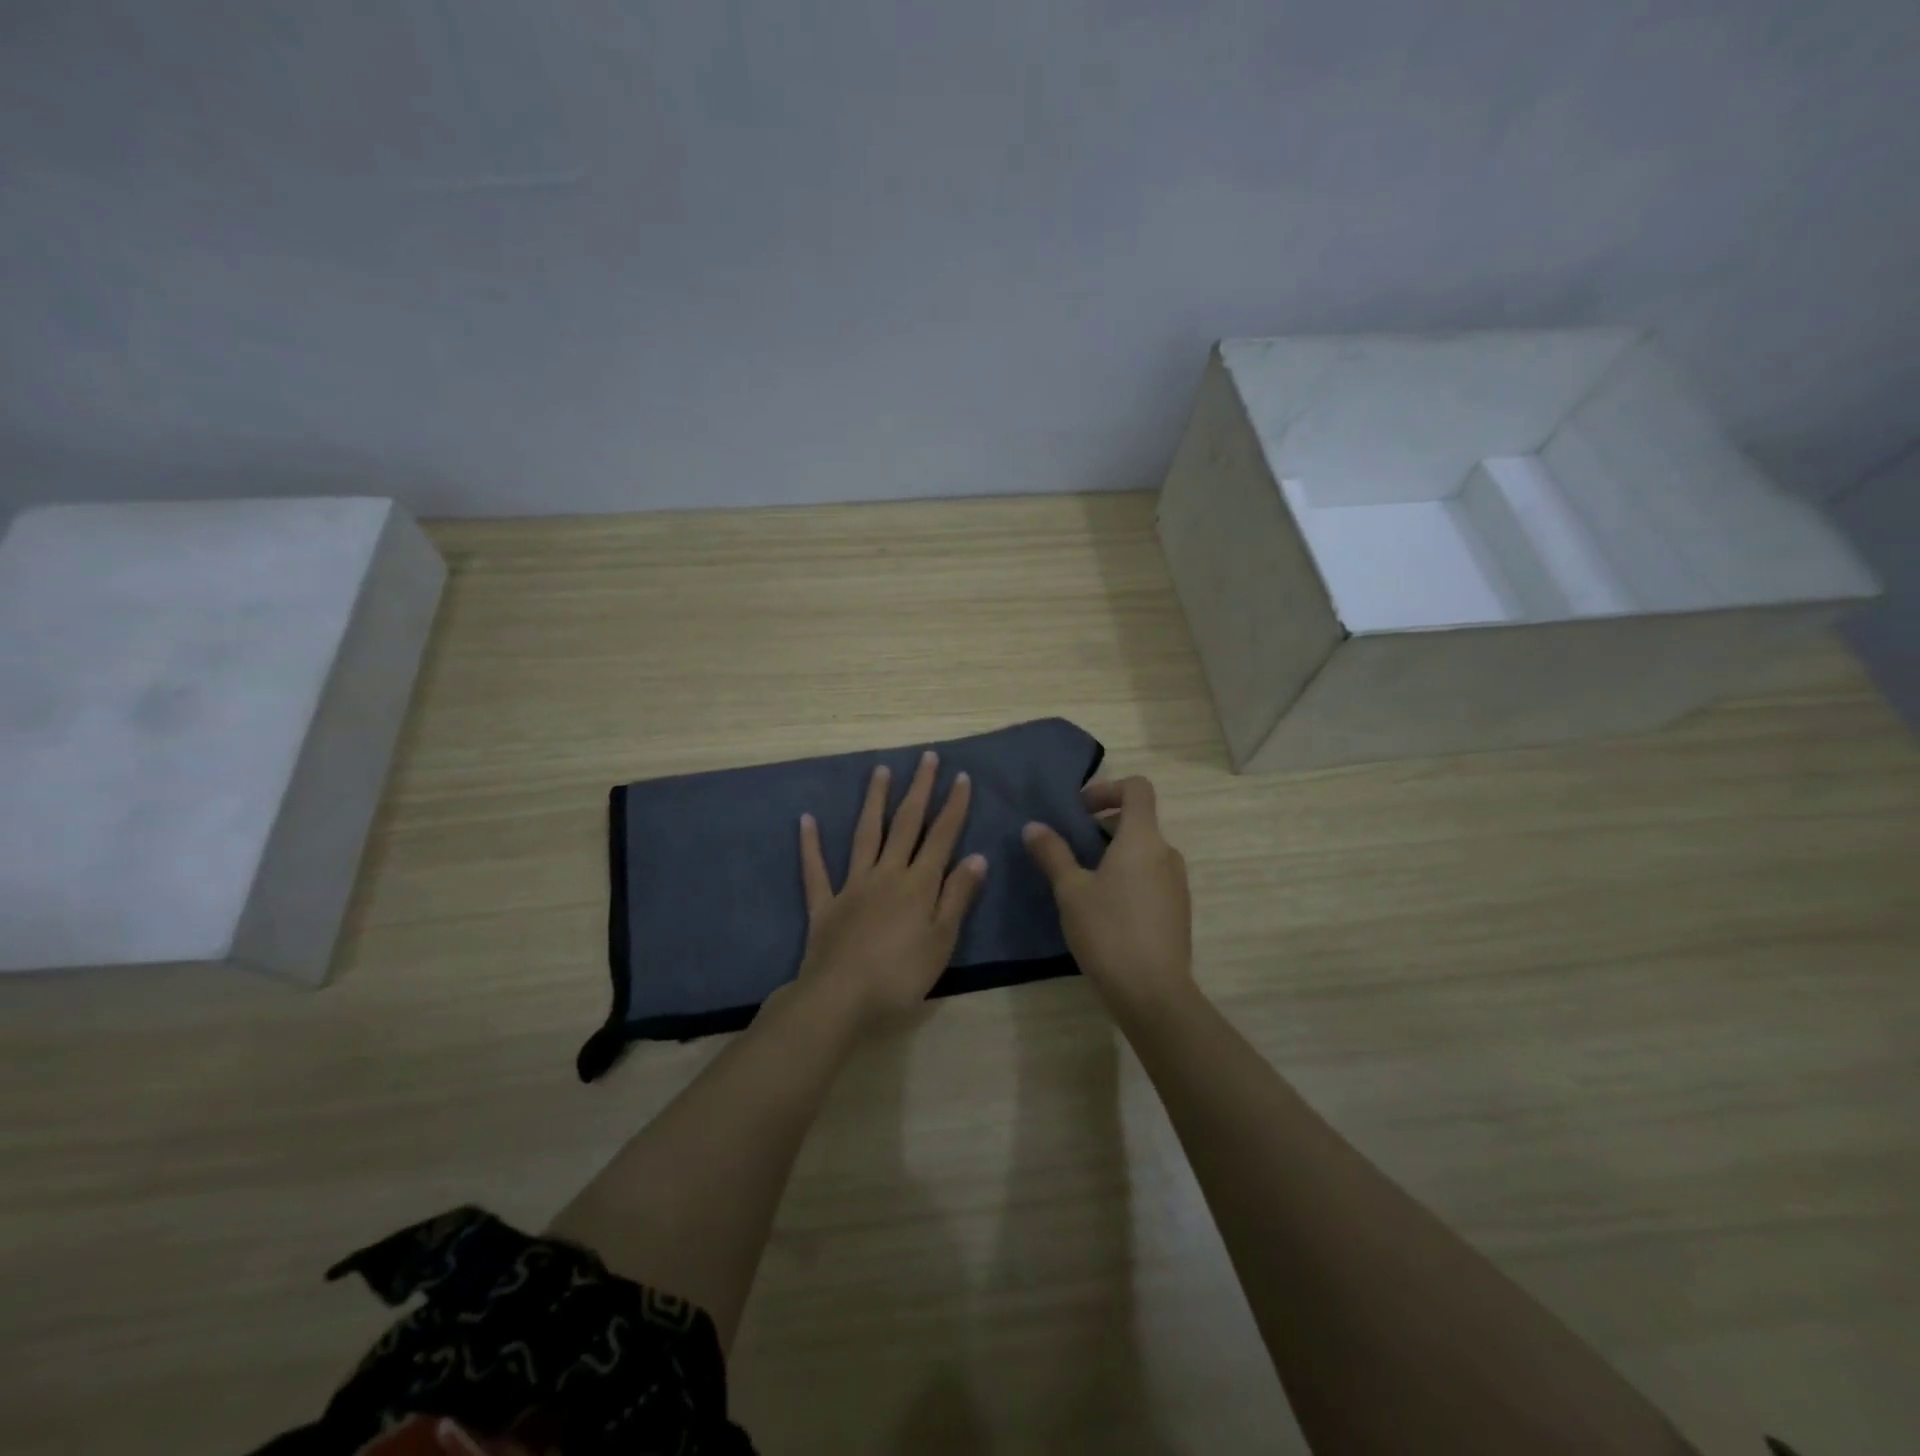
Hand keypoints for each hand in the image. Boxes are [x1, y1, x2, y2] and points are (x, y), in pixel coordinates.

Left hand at [796, 750, 987, 1034]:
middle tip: (926, 758)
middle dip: (918, 790)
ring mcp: (852, 885)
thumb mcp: (942, 941)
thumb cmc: (900, 976)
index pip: (941, 836)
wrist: (840, 999)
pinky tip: (806, 819)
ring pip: (865, 834)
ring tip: (881, 771)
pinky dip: (810, 844)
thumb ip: (957, 896)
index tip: (961, 776)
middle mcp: (887, 874)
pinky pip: (815, 869)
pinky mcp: (824, 904)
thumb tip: (976, 856)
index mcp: (919, 884)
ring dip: (875, 801)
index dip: (953, 806)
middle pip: (905, 824)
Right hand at [1023, 776, 1193, 1016]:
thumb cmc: (1108, 931)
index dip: (1108, 788)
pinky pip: (1152, 877)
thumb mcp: (1070, 890)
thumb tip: (1033, 826)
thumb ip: (1053, 853)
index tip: (1080, 810)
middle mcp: (1167, 853)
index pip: (1138, 788)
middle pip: (1139, 820)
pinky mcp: (1178, 910)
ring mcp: (1177, 883)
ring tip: (1083, 880)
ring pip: (1145, 851)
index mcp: (1143, 839)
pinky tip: (1105, 909)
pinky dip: (1129, 877)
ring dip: (1115, 853)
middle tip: (1071, 847)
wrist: (1153, 993)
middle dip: (1103, 824)